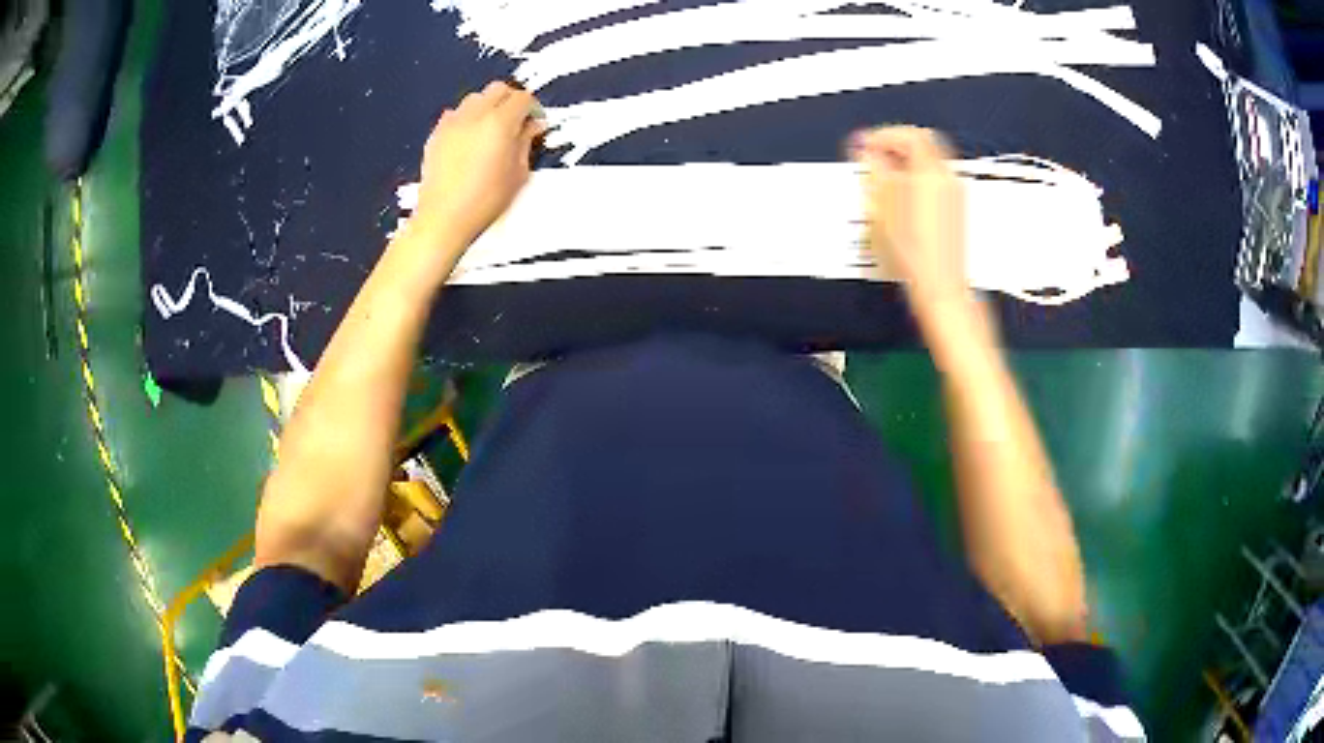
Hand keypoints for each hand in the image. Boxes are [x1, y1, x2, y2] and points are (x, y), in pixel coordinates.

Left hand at [411, 81, 544, 253]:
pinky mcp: (436, 134)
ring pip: (475, 98)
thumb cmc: (486, 200)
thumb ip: (526, 142)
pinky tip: (469, 139)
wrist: (444, 217)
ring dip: (488, 106)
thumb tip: (533, 125)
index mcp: (500, 122)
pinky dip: (466, 119)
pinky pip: (455, 114)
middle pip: (498, 89)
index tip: (535, 123)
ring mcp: (453, 122)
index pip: (523, 99)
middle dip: (511, 100)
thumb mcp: (518, 173)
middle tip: (516, 121)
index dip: (533, 109)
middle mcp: (476, 115)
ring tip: (491, 129)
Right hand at [852, 127, 966, 307]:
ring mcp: (954, 196)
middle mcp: (947, 179)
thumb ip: (873, 169)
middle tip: (875, 156)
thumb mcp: (882, 205)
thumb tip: (865, 151)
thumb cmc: (916, 252)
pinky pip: (933, 183)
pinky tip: (898, 199)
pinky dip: (914, 180)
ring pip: (928, 164)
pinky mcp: (954, 212)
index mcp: (930, 171)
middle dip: (895, 146)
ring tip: (883, 178)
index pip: (909, 134)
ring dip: (904, 164)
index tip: (866, 144)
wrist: (940, 285)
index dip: (883, 135)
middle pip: (923, 145)